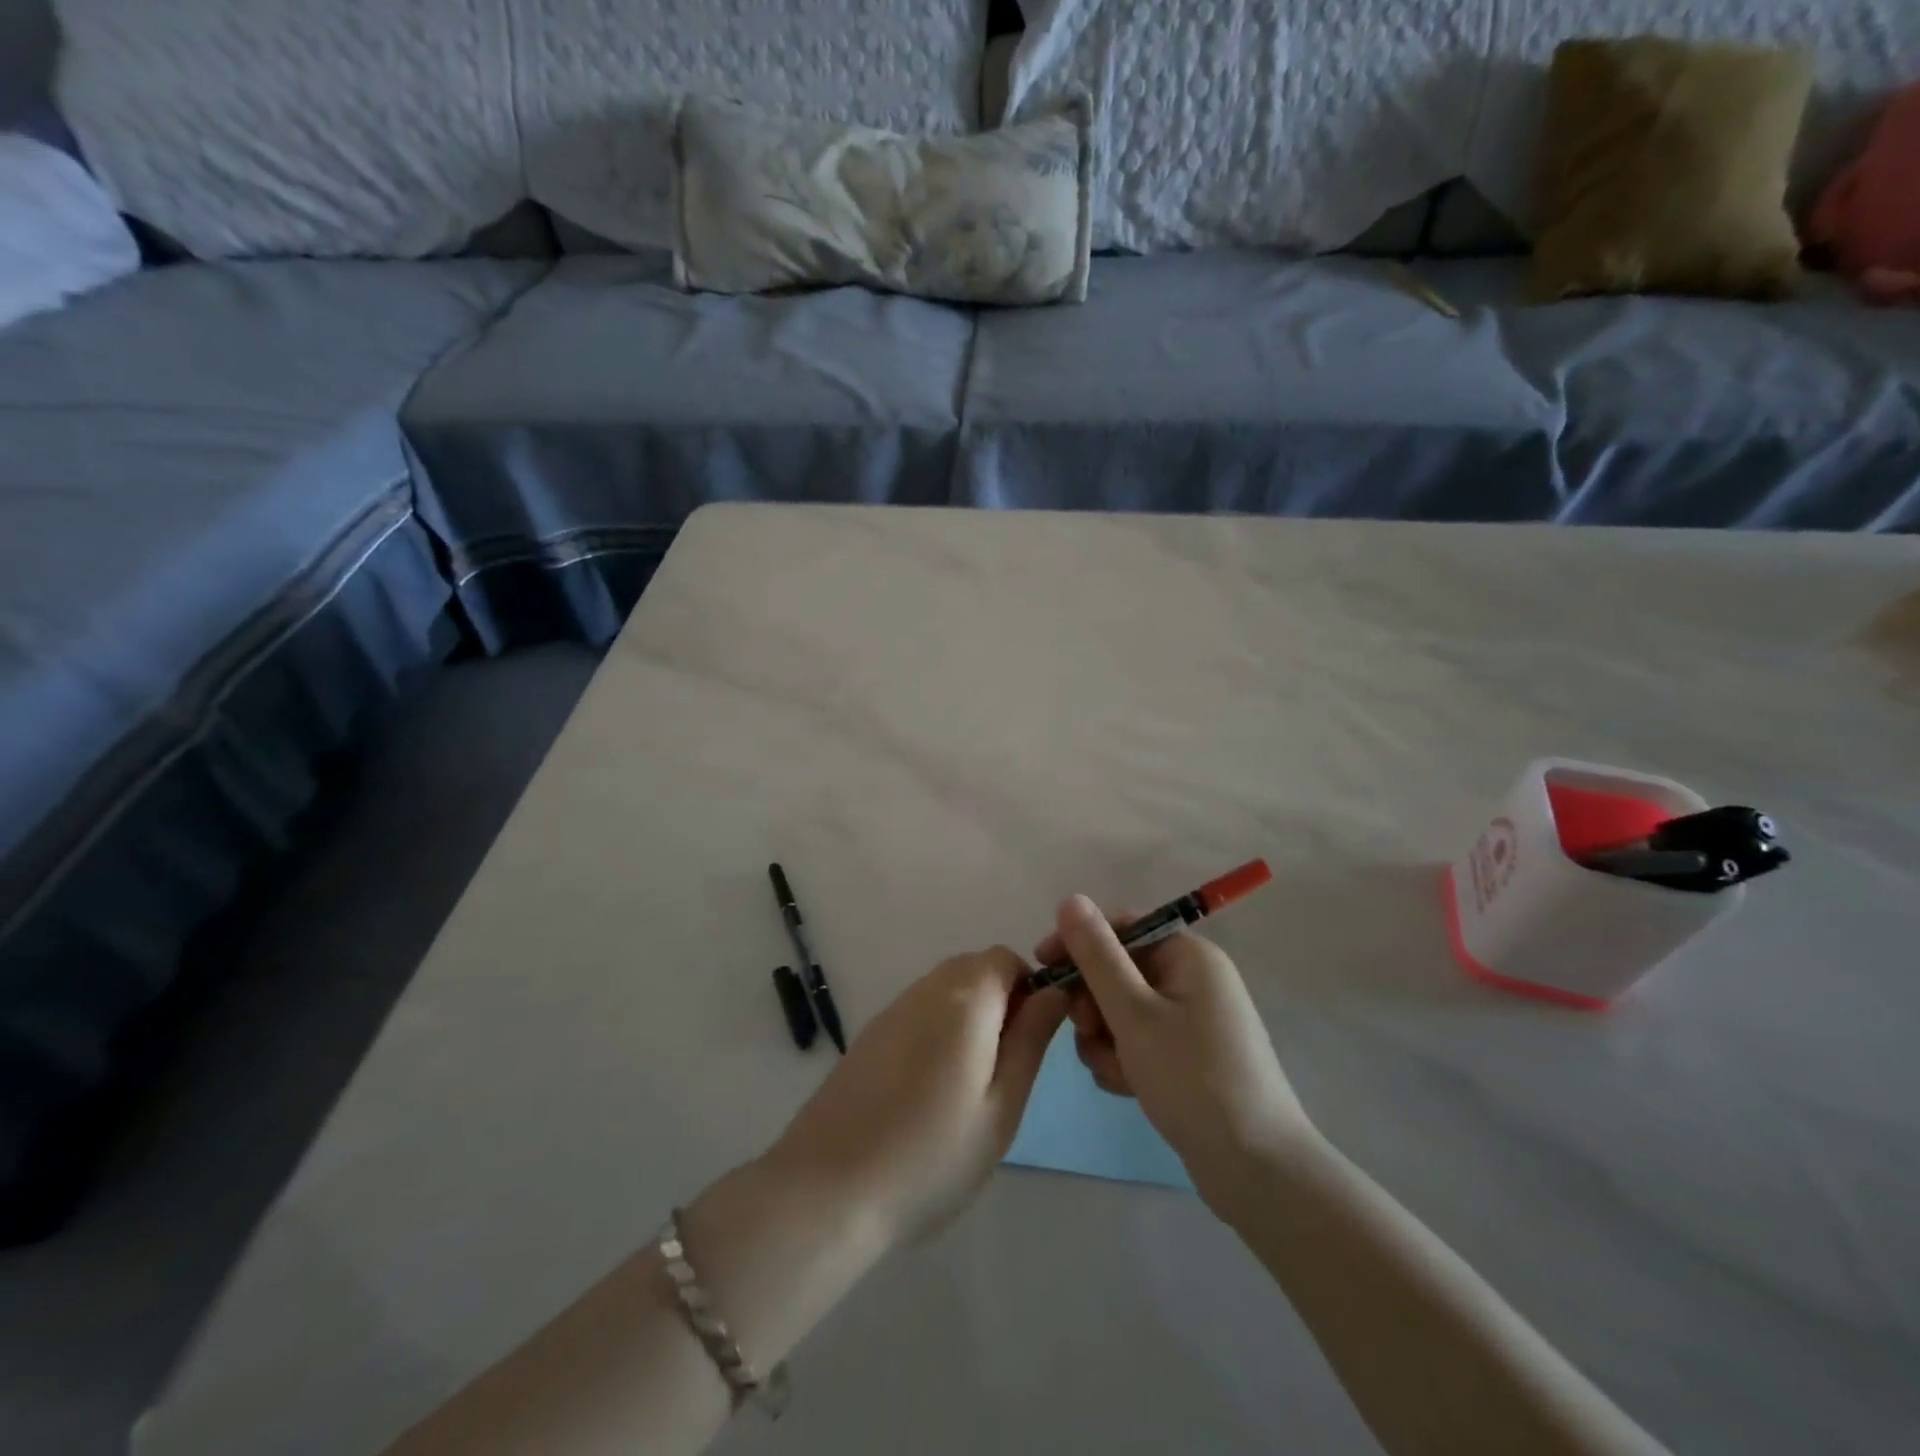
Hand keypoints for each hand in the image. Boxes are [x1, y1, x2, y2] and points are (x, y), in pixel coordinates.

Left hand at [769, 948, 1067, 1248]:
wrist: (828, 1189)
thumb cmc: (932, 1154)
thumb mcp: (1002, 1105)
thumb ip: (1031, 1039)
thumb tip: (1054, 992)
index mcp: (964, 998)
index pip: (1006, 958)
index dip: (1028, 989)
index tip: (1031, 1040)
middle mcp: (925, 989)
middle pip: (974, 970)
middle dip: (1000, 1003)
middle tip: (1004, 1069)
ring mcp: (891, 1011)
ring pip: (945, 991)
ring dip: (968, 1019)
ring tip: (969, 1087)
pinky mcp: (869, 1036)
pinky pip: (917, 1013)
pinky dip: (936, 1032)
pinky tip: (928, 1092)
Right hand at [1035, 895, 1316, 1212]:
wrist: (1256, 1171)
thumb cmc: (1193, 1079)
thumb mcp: (1134, 1014)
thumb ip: (1097, 956)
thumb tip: (1070, 900)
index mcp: (1189, 956)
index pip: (1122, 927)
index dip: (1079, 943)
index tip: (1044, 968)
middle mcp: (1193, 980)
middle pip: (1119, 970)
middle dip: (1094, 1002)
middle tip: (1088, 1032)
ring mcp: (1192, 1020)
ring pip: (1122, 1010)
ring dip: (1105, 1037)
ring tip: (1115, 1072)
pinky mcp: (1187, 1057)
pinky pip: (1139, 1041)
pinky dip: (1124, 1059)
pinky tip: (1126, 1088)